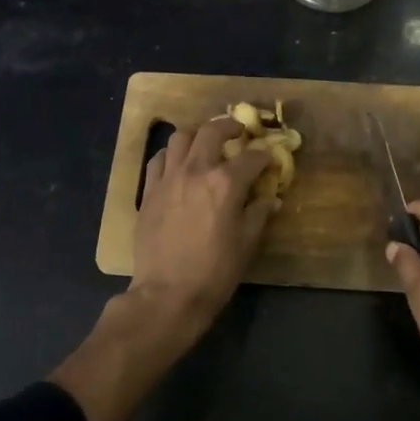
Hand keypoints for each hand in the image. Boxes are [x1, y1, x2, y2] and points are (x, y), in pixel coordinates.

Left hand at [130, 117, 275, 331]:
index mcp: (226, 183)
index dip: (264, 155)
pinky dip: (170, 155)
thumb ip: (259, 213)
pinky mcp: (149, 191)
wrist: (168, 293)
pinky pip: (158, 160)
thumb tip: (271, 198)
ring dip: (196, 136)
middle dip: (229, 126)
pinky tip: (177, 165)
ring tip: (204, 145)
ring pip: (180, 138)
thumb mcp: (247, 243)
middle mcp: (196, 170)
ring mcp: (168, 178)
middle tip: (238, 132)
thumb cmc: (215, 272)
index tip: (269, 159)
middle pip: (212, 131)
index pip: (251, 157)